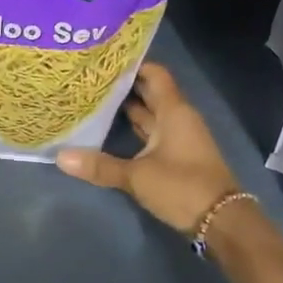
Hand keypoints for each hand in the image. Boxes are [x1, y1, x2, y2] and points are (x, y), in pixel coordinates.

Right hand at [57, 64, 238, 233]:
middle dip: (125, 87)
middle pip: (151, 93)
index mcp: (173, 112)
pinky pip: (154, 133)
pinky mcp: (179, 155)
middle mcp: (179, 118)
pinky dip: (137, 130)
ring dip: (130, 109)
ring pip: (152, 115)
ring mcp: (181, 137)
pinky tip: (113, 132)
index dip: (133, 66)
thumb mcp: (137, 176)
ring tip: (96, 102)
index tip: (105, 62)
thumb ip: (100, 166)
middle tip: (92, 81)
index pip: (154, 75)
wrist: (222, 220)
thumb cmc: (182, 187)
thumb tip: (60, 157)